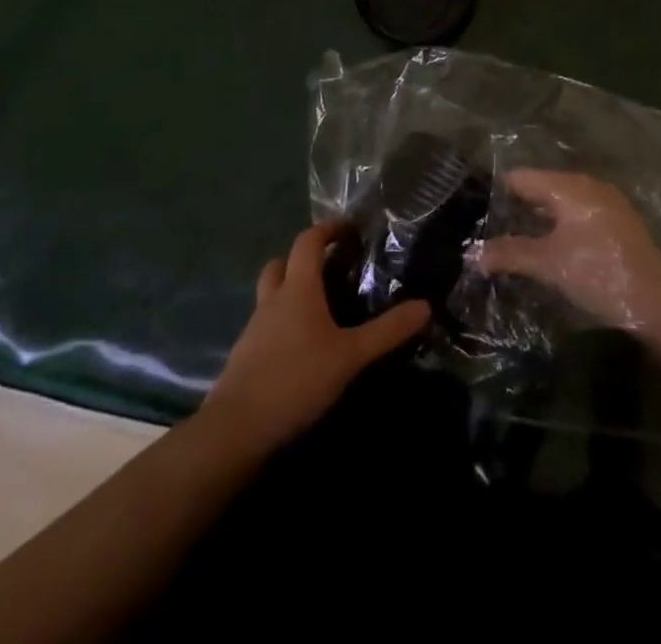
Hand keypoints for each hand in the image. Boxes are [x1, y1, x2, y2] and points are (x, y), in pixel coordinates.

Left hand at [203, 221, 429, 453]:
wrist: (235, 431)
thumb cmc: (296, 379)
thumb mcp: (350, 356)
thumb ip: (387, 331)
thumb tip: (425, 306)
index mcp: (298, 289)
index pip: (308, 241)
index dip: (328, 229)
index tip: (349, 228)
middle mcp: (273, 301)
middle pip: (281, 264)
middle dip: (302, 259)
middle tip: (330, 268)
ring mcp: (254, 330)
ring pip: (271, 296)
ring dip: (291, 292)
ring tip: (320, 310)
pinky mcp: (245, 358)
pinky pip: (266, 327)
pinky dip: (283, 325)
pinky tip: (301, 348)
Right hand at [475, 170, 660, 331]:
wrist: (658, 299)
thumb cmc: (598, 272)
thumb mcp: (548, 264)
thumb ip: (509, 254)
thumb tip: (471, 254)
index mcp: (568, 186)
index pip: (521, 177)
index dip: (496, 193)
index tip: (475, 213)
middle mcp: (586, 185)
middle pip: (540, 187)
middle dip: (516, 208)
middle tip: (487, 230)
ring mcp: (604, 202)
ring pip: (559, 202)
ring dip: (537, 219)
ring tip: (511, 241)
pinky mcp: (615, 222)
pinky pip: (576, 214)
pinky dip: (558, 226)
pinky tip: (547, 248)